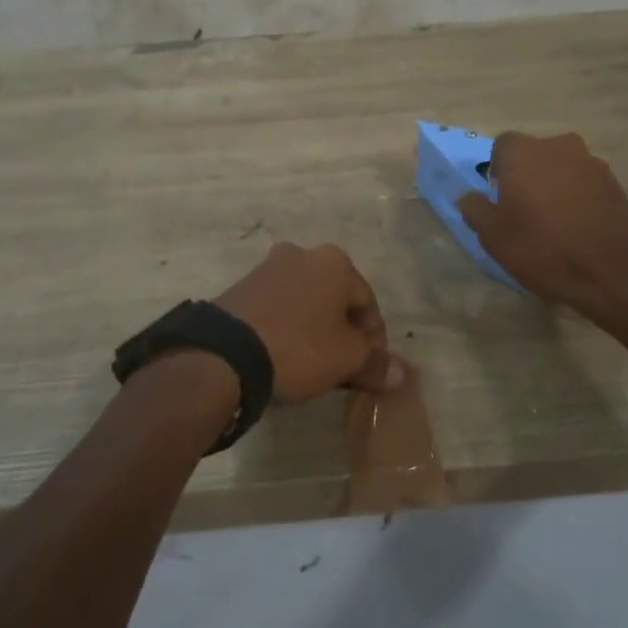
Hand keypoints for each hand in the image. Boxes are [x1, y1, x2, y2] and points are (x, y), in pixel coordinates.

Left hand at [216, 242, 405, 404]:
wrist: (226, 352)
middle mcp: (303, 254)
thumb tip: (401, 374)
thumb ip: (376, 364)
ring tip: (312, 363)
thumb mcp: (346, 360)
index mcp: (335, 262)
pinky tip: (283, 353)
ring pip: (306, 301)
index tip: (368, 369)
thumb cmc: (299, 347)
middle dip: (342, 331)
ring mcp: (268, 267)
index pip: (368, 303)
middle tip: (342, 367)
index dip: (374, 340)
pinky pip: (278, 306)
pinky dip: (287, 326)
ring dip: (314, 327)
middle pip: (336, 298)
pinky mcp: (242, 285)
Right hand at [456, 131, 627, 320]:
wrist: (617, 272)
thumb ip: (475, 210)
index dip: (497, 171)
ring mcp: (592, 163)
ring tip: (553, 224)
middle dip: (526, 177)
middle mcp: (558, 146)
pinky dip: (577, 198)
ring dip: (553, 186)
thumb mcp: (495, 237)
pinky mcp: (616, 183)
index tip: (499, 199)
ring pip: (561, 168)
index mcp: (524, 152)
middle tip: (523, 212)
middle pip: (534, 155)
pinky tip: (578, 229)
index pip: (501, 146)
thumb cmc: (545, 249)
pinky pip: (585, 184)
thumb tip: (468, 197)